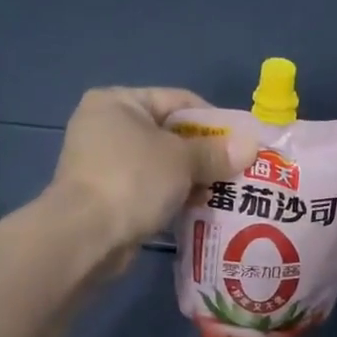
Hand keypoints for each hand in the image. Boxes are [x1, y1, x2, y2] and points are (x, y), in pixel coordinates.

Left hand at [49, 87, 250, 254]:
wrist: (85, 236)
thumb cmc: (133, 180)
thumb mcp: (182, 160)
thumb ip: (216, 152)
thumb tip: (251, 146)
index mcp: (118, 102)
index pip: (178, 100)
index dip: (214, 119)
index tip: (242, 141)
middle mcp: (106, 127)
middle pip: (170, 134)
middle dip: (206, 154)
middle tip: (238, 170)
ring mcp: (103, 164)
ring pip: (162, 165)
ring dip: (193, 178)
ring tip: (226, 192)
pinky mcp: (107, 197)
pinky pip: (150, 189)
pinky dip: (174, 196)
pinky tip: (201, 209)